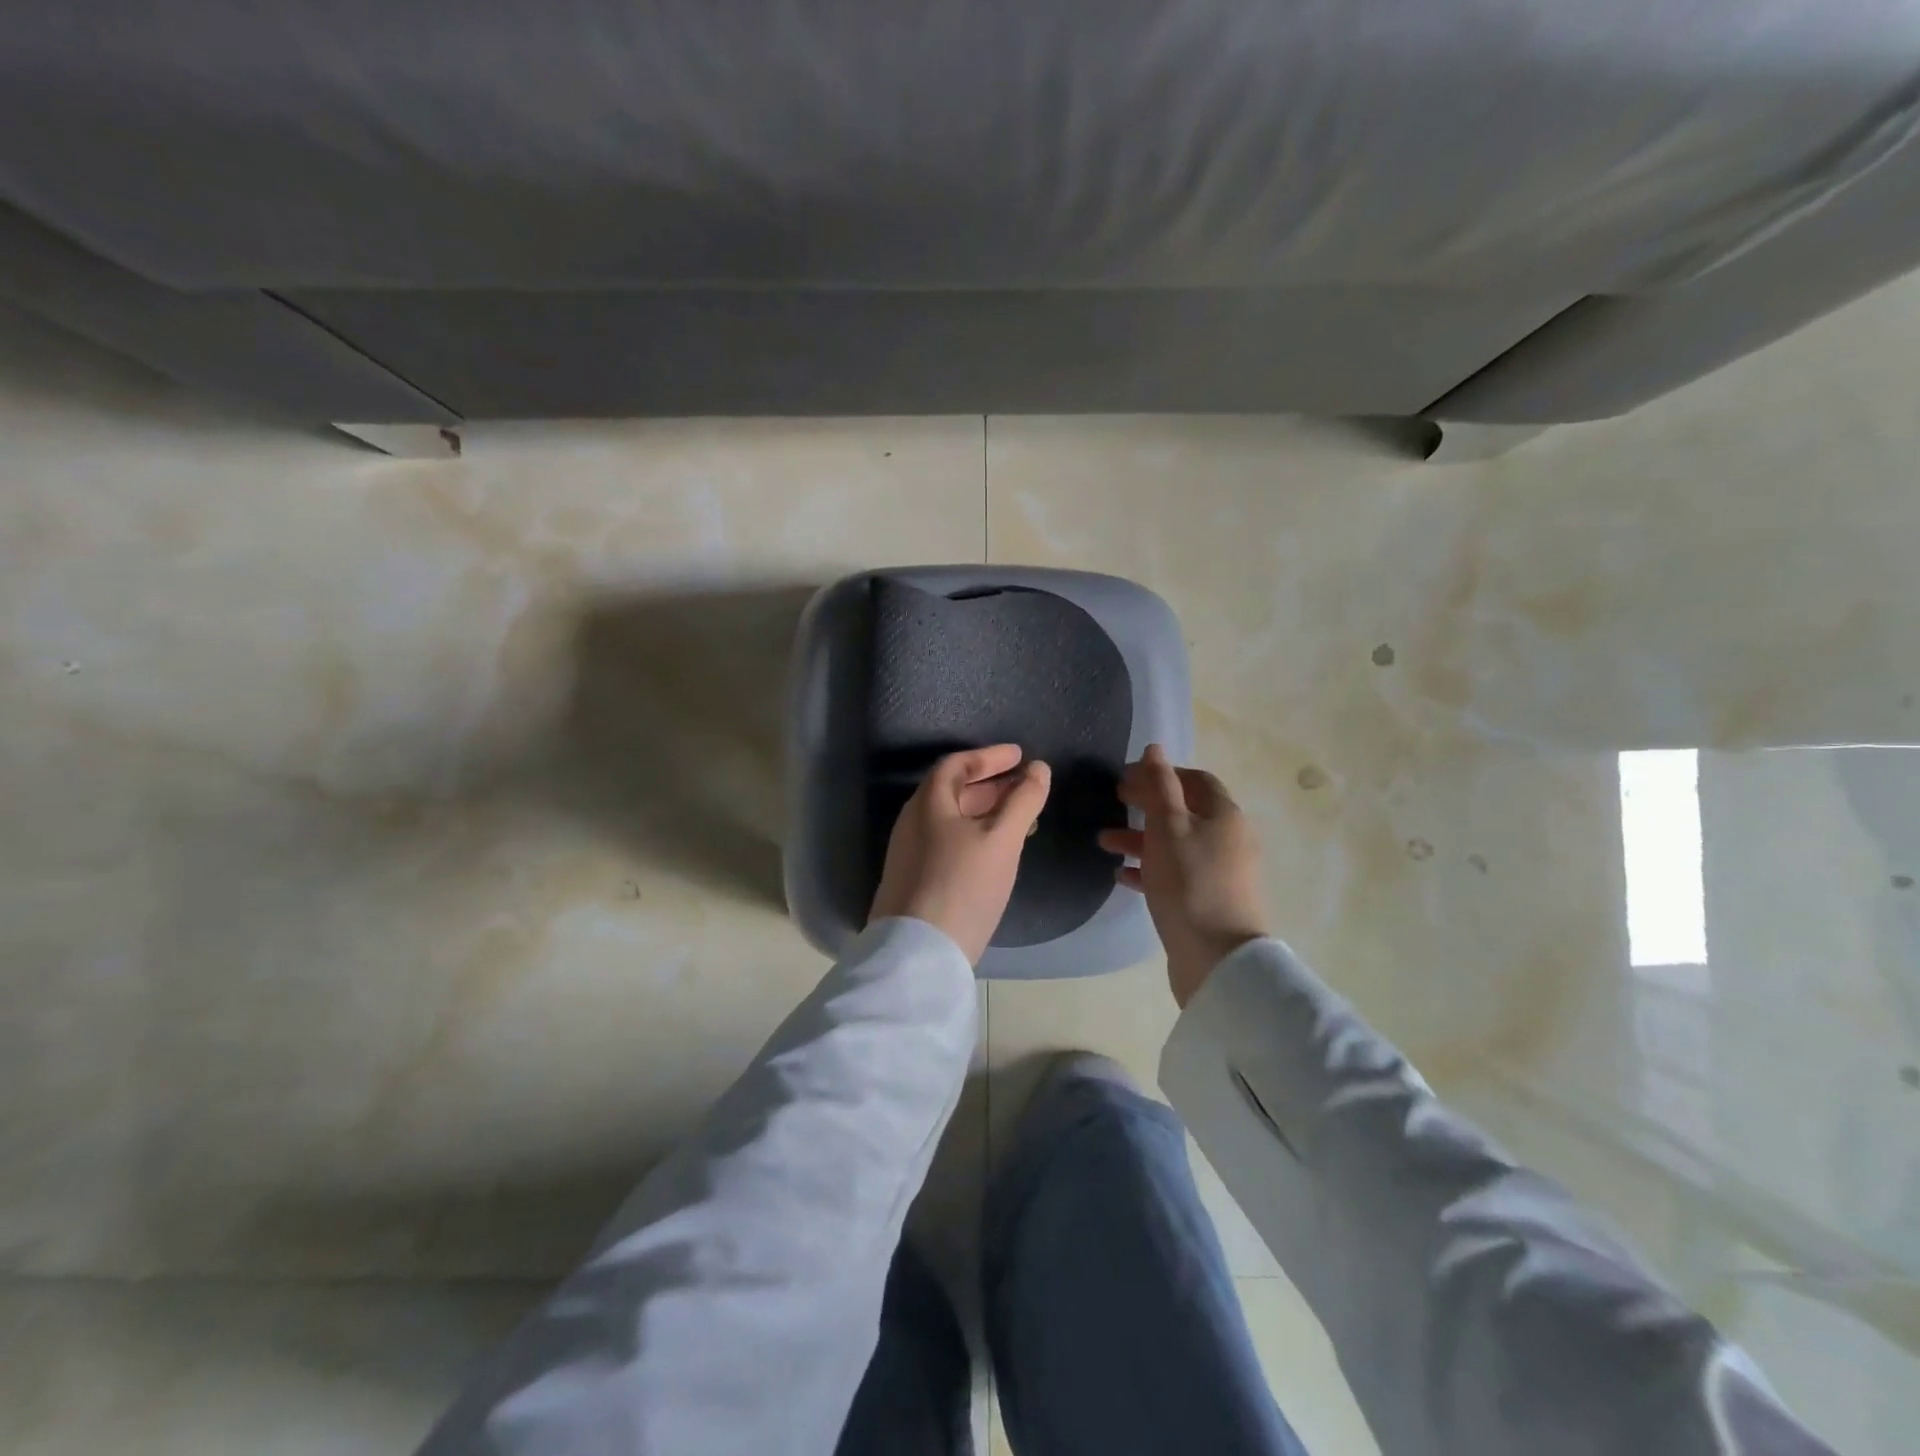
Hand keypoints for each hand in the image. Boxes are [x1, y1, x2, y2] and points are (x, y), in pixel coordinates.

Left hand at [869, 744, 1051, 964]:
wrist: (919, 952)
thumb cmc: (963, 884)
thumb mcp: (1001, 839)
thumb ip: (1023, 801)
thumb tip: (1039, 769)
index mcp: (928, 803)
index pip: (957, 765)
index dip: (990, 757)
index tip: (1020, 756)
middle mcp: (913, 822)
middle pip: (953, 791)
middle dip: (991, 785)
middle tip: (1024, 786)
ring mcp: (910, 853)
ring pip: (952, 820)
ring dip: (986, 812)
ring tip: (1021, 820)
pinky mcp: (914, 879)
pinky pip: (948, 842)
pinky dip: (975, 835)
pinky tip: (997, 854)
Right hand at [1099, 744, 1267, 1006]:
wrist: (1218, 958)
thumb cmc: (1190, 882)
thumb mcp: (1168, 826)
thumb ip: (1159, 786)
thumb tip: (1154, 749)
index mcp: (1224, 815)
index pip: (1194, 780)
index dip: (1161, 773)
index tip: (1126, 777)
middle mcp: (1227, 839)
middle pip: (1183, 811)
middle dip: (1146, 805)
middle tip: (1114, 801)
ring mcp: (1220, 872)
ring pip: (1175, 844)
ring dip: (1140, 838)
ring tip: (1103, 842)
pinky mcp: (1208, 901)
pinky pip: (1176, 875)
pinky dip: (1149, 869)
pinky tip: (1122, 875)